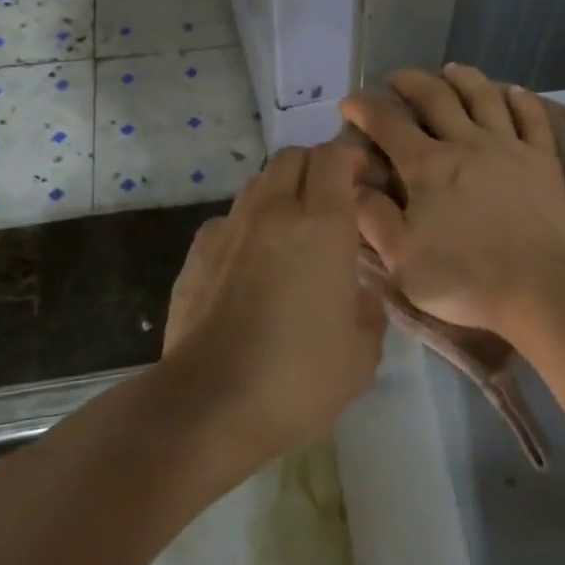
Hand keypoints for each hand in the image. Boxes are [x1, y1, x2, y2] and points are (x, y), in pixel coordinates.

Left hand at [159, 144, 384, 460]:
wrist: (209, 406)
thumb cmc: (299, 378)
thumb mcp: (361, 354)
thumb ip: (368, 313)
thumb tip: (358, 296)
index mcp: (322, 226)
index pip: (334, 157)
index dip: (352, 159)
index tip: (364, 181)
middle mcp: (274, 213)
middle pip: (292, 157)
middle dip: (315, 166)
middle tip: (331, 200)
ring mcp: (229, 231)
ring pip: (257, 185)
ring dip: (280, 194)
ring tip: (292, 231)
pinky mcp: (196, 255)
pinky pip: (227, 221)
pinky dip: (245, 227)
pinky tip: (250, 263)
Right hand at [340, 65, 564, 336]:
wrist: (537, 289)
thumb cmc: (462, 279)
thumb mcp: (401, 258)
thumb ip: (373, 218)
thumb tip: (351, 184)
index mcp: (427, 166)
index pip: (388, 123)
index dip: (365, 107)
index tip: (350, 102)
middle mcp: (466, 143)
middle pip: (436, 97)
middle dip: (411, 82)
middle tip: (396, 78)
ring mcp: (509, 147)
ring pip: (484, 97)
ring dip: (464, 78)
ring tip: (451, 70)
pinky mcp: (543, 160)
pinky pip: (532, 118)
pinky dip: (521, 100)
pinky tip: (513, 91)